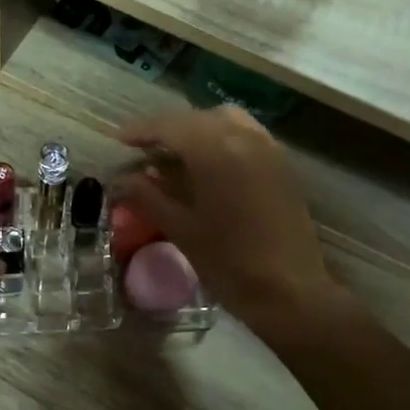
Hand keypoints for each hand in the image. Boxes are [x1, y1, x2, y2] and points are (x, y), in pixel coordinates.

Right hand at [110, 107, 340, 343]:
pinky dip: (221, 138)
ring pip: (225, 121)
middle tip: (143, 150)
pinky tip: (208, 164)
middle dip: (167, 130)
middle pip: (197, 119)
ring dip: (196, 130)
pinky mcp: (281, 165)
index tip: (119, 141)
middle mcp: (243, 138)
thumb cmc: (229, 262)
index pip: (169, 126)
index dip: (141, 131)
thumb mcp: (181, 229)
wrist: (290, 290)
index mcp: (215, 151)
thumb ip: (148, 197)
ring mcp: (267, 149)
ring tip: (175, 154)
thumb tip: (122, 179)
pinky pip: (246, 135)